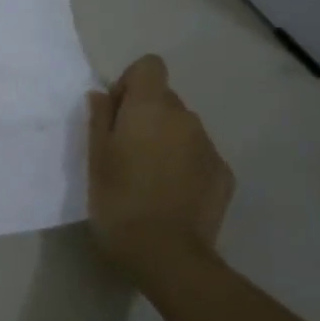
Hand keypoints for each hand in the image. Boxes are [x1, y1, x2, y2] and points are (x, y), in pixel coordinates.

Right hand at [87, 54, 233, 274]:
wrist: (166, 255)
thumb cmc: (118, 200)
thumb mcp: (95, 158)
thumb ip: (100, 119)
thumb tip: (103, 96)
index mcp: (151, 108)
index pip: (150, 66)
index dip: (130, 84)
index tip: (116, 115)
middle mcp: (186, 118)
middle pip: (165, 99)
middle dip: (146, 116)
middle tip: (125, 153)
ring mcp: (209, 147)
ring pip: (182, 129)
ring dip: (165, 141)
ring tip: (148, 178)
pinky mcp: (224, 175)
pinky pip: (198, 156)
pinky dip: (184, 166)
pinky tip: (170, 195)